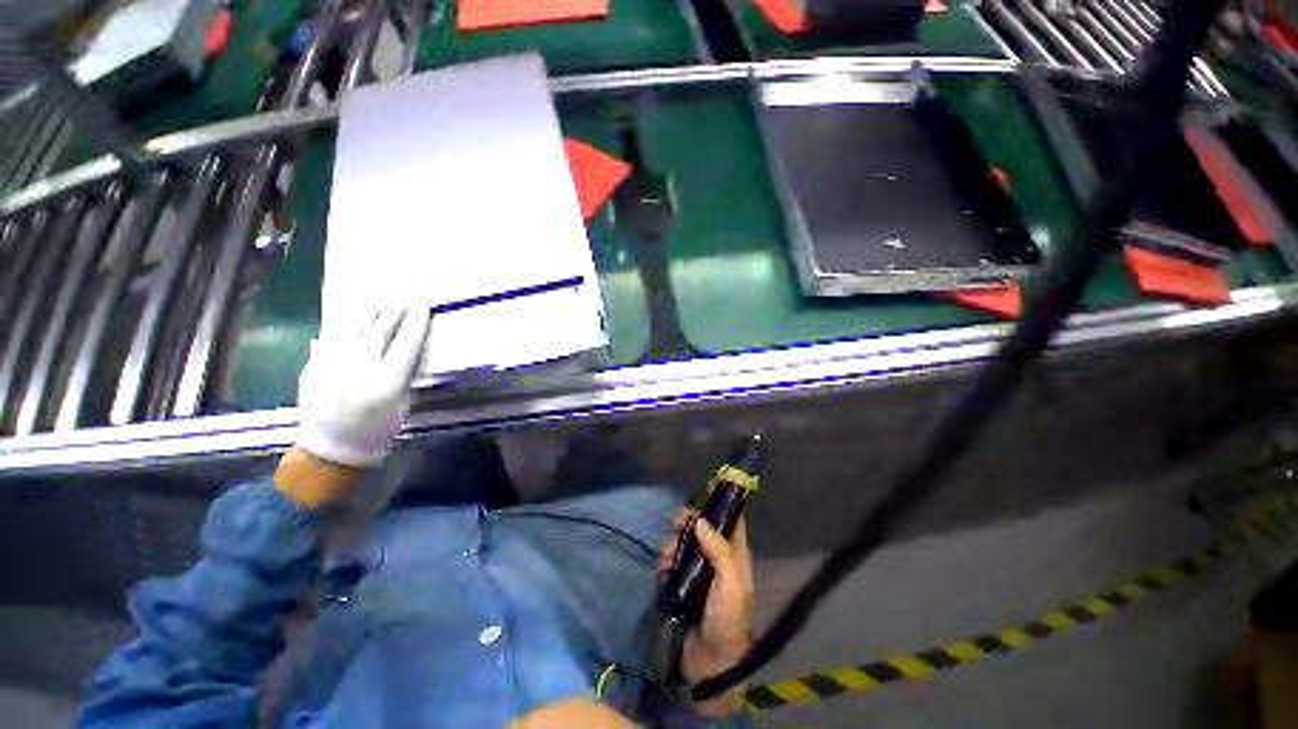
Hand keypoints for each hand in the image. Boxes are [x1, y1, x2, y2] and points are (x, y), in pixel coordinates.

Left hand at [295, 306, 431, 467]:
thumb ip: (403, 375)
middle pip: (377, 332)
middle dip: (395, 313)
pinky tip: (356, 317)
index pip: (404, 345)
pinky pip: (331, 338)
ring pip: (350, 329)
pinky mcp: (312, 367)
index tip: (424, 307)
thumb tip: (405, 348)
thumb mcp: (401, 404)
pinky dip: (346, 325)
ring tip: (383, 302)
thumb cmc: (377, 430)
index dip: (416, 324)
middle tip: (407, 300)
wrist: (330, 448)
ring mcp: (329, 367)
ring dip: (369, 313)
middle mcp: (355, 372)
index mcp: (383, 385)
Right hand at [658, 512, 753, 714]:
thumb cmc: (726, 619)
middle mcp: (718, 558)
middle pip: (703, 528)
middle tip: (676, 524)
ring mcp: (700, 570)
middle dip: (689, 523)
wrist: (710, 660)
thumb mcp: (730, 584)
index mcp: (734, 556)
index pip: (732, 521)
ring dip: (673, 543)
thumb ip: (719, 550)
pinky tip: (661, 569)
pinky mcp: (684, 582)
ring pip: (686, 543)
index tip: (707, 487)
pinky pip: (673, 561)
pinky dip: (666, 560)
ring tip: (665, 556)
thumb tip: (701, 521)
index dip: (722, 502)